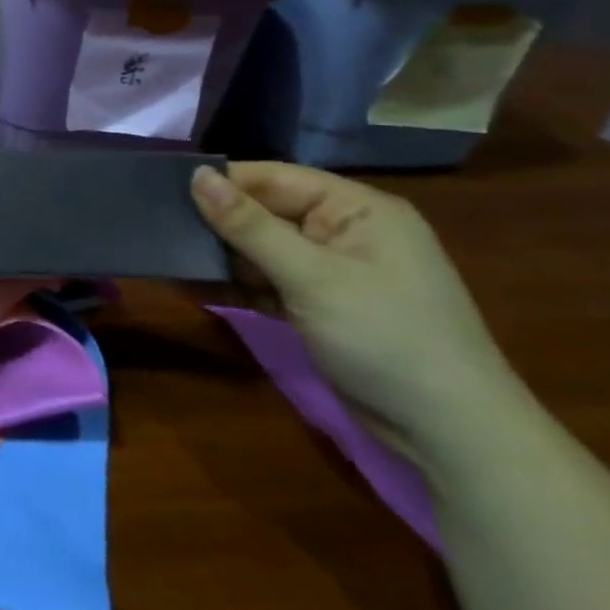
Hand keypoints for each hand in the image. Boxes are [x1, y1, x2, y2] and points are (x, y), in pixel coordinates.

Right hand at [190, 161, 521, 460]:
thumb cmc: (386, 338)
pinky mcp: (321, 306)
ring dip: (222, 257)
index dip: (223, 183)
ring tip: (169, 258)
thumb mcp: (311, 277)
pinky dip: (239, 285)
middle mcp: (345, 232)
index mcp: (356, 210)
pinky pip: (269, 282)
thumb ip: (249, 226)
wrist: (449, 434)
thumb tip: (197, 176)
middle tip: (159, 227)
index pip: (275, 179)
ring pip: (262, 249)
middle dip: (218, 223)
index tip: (164, 189)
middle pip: (266, 212)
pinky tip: (196, 287)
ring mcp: (334, 271)